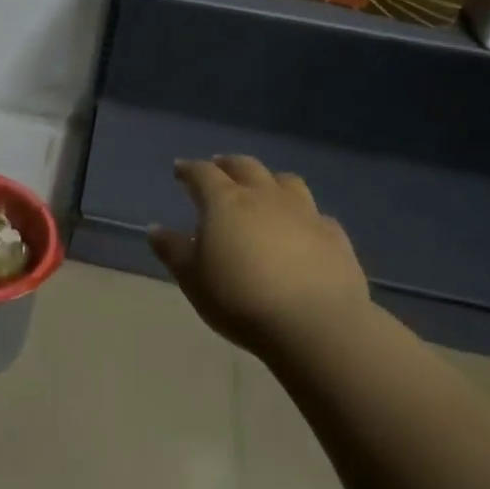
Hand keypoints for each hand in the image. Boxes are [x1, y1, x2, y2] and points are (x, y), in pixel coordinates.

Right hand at [150, 155, 370, 354]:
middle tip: (218, 167)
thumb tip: (155, 229)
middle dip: (227, 164)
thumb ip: (173, 251)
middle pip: (244, 166)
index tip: (179, 170)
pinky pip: (317, 215)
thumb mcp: (193, 279)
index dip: (189, 170)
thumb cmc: (241, 299)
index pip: (202, 173)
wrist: (315, 324)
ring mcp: (304, 212)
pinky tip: (303, 228)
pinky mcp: (334, 235)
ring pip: (286, 181)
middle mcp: (264, 196)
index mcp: (225, 201)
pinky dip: (304, 215)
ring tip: (263, 188)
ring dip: (269, 180)